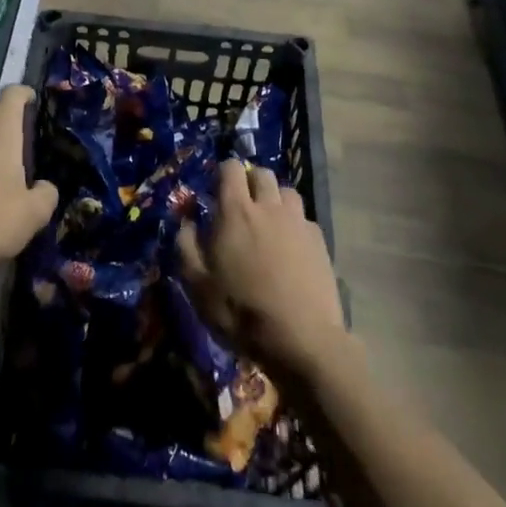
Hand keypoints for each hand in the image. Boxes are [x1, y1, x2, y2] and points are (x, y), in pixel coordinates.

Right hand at [178, 159, 348, 383]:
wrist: (302, 338)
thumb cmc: (241, 311)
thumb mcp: (198, 285)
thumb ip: (186, 246)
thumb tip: (186, 222)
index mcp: (236, 211)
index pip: (231, 168)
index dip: (223, 173)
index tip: (217, 191)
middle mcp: (268, 206)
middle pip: (262, 174)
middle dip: (250, 182)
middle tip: (243, 206)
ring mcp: (297, 221)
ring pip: (286, 191)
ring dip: (275, 199)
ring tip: (269, 223)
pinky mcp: (319, 240)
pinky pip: (304, 218)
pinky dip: (295, 223)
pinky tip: (291, 246)